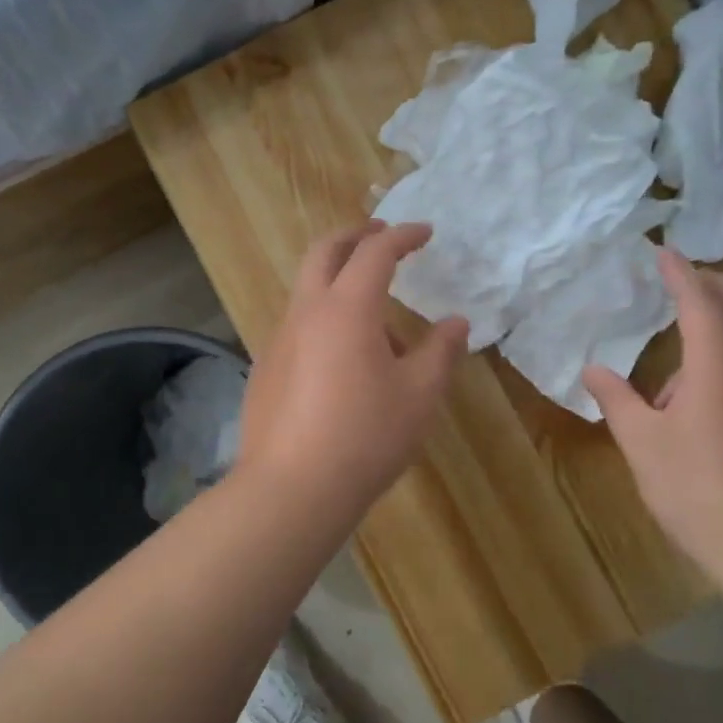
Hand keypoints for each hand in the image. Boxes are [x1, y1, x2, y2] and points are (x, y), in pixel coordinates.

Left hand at [237, 221, 469, 520]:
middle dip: (355, 236)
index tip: (425, 233)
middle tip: (381, 236)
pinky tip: (346, 367)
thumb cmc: (366, 436)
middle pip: (325, 252)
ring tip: (381, 330)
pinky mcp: (266, 369)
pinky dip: (325, 321)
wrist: (292, 489)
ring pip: (309, 291)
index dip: (402, 236)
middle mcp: (307, 312)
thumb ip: (441, 352)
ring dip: (341, 285)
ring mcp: (278, 340)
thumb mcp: (419, 395)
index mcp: (347, 308)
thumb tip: (457, 323)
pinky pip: (299, 327)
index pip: (376, 251)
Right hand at [583, 249, 722, 575]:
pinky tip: (708, 408)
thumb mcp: (644, 446)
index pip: (698, 300)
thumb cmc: (700, 491)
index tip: (663, 251)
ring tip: (677, 378)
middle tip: (684, 282)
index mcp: (720, 364)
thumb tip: (593, 369)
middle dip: (715, 285)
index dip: (679, 272)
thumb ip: (617, 400)